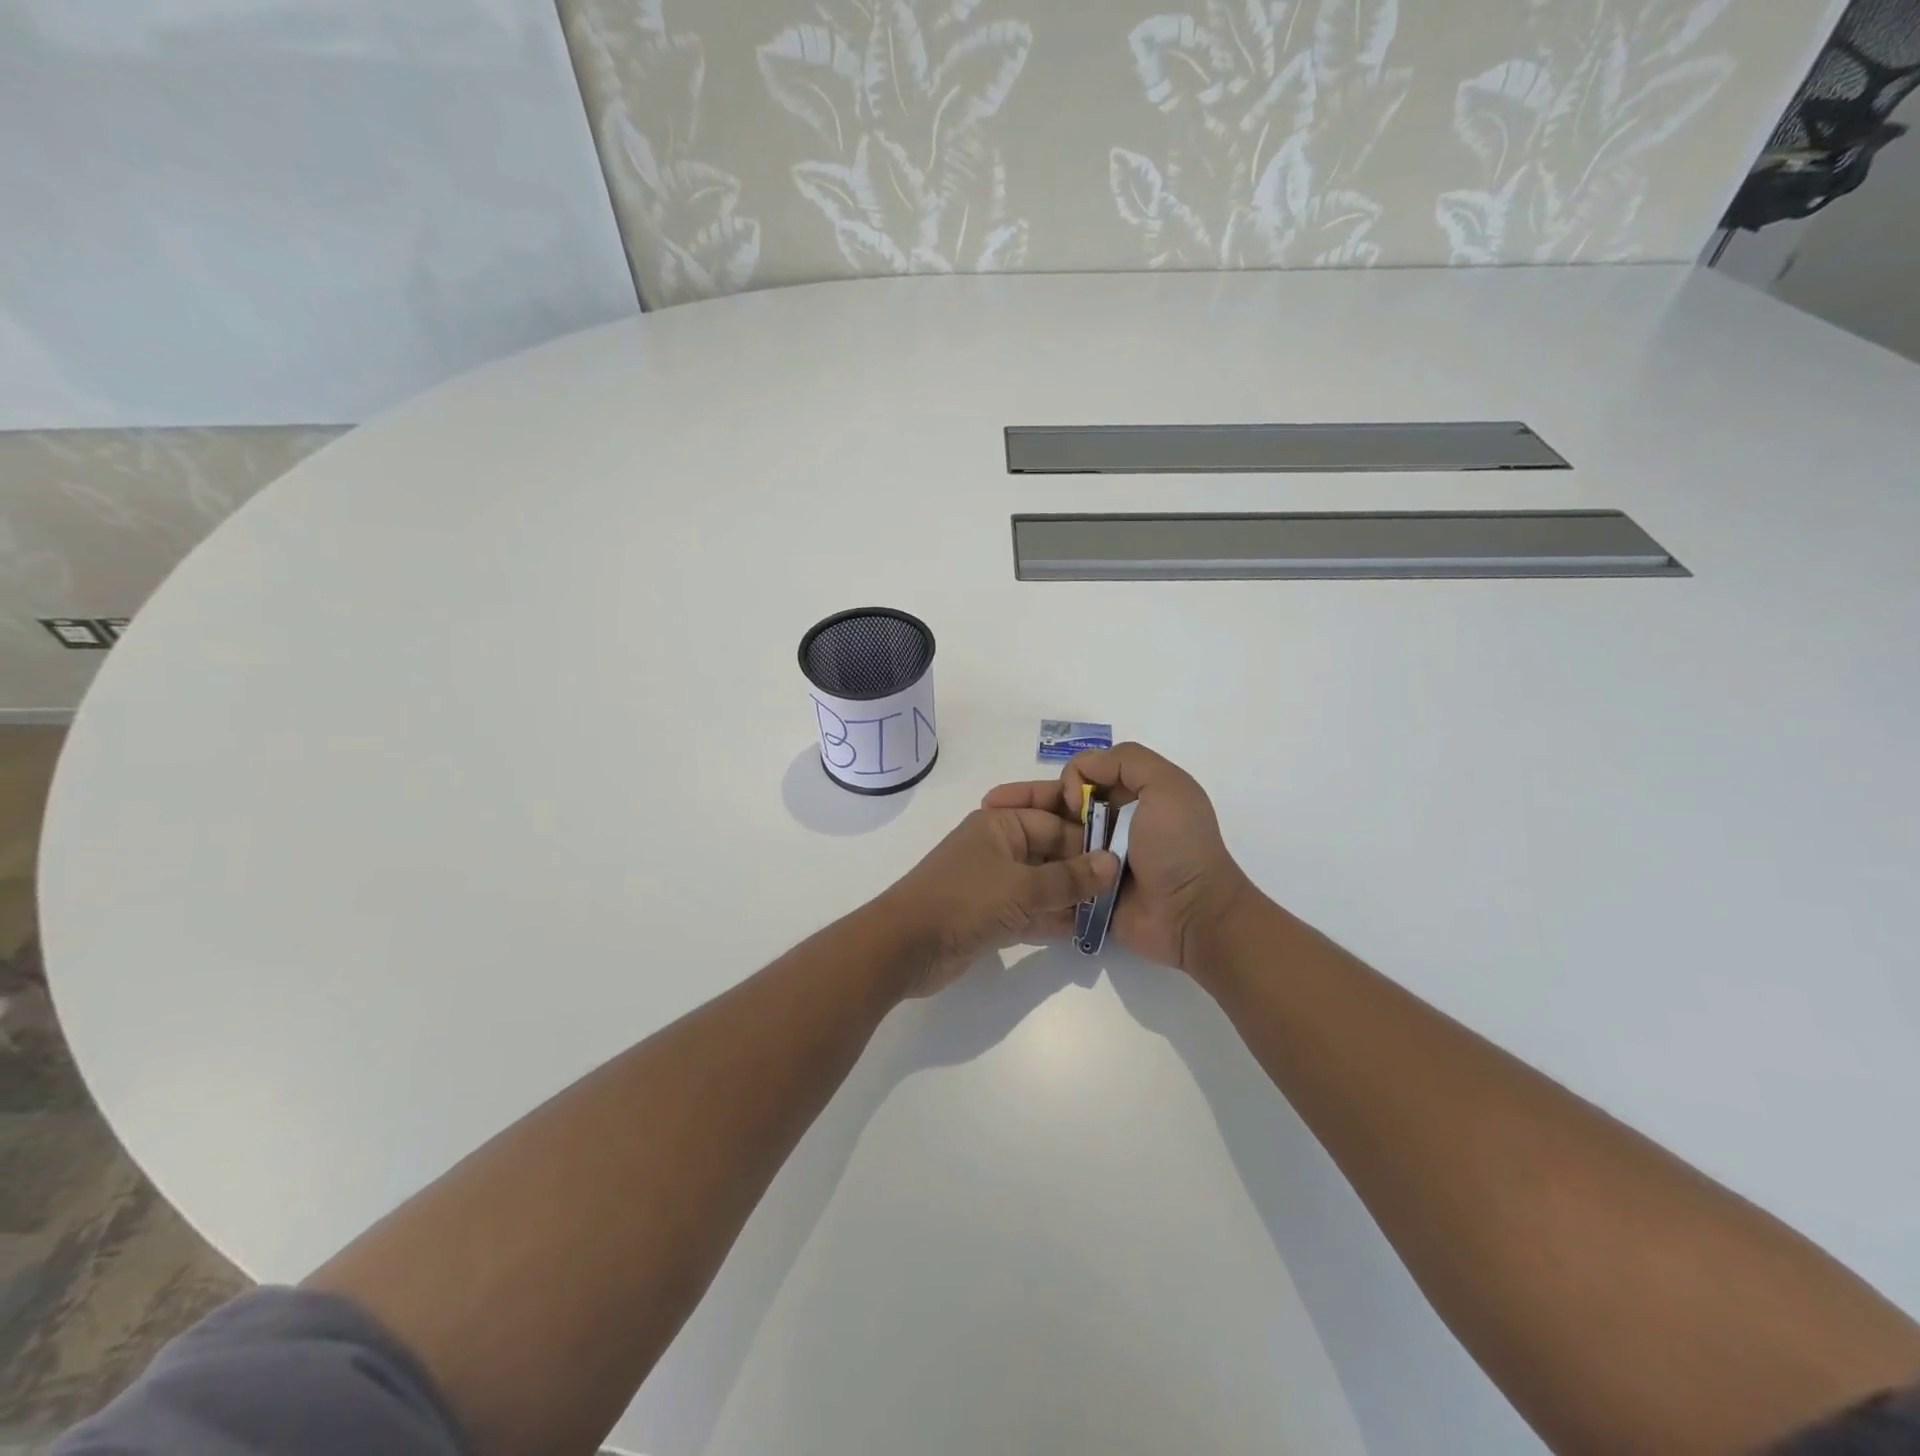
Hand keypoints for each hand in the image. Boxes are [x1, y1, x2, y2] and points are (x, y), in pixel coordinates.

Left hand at [879, 807, 1118, 997]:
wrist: (904, 947)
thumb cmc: (964, 901)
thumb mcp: (1023, 887)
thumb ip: (1070, 878)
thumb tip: (1112, 863)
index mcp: (999, 824)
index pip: (1054, 820)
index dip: (1087, 835)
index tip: (1125, 854)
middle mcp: (998, 847)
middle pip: (1050, 850)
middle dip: (1083, 867)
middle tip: (1125, 885)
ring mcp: (993, 883)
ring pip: (1043, 883)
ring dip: (1072, 896)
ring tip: (1112, 909)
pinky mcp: (990, 916)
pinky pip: (1031, 911)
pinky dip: (1054, 919)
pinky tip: (1086, 931)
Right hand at [984, 743, 1254, 973]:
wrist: (1192, 915)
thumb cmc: (1179, 847)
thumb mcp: (1167, 787)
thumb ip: (1127, 762)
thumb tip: (1080, 771)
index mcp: (1129, 795)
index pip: (1080, 775)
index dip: (1066, 781)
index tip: (1069, 801)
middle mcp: (1110, 823)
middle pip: (1058, 806)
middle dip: (1024, 802)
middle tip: (990, 806)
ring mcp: (1095, 859)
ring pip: (1049, 840)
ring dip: (1022, 836)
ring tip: (989, 838)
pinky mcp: (1085, 890)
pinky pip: (1053, 875)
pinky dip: (1031, 869)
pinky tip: (1002, 867)